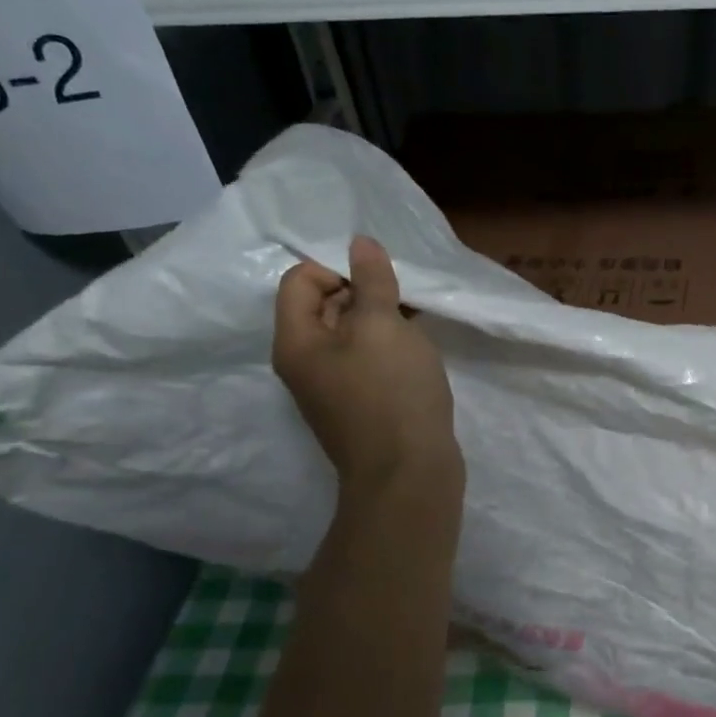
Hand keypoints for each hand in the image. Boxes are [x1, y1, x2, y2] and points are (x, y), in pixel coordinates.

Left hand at [272, 237, 462, 491]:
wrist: (409, 475)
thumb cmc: (392, 393)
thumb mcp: (382, 326)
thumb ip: (371, 281)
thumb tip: (359, 242)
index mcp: (296, 342)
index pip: (300, 279)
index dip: (339, 269)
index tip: (380, 283)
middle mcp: (305, 364)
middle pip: (324, 306)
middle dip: (364, 293)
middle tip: (402, 302)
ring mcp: (332, 389)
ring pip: (352, 335)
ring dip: (381, 321)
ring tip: (416, 324)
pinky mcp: (360, 406)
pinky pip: (368, 361)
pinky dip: (389, 348)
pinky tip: (419, 352)